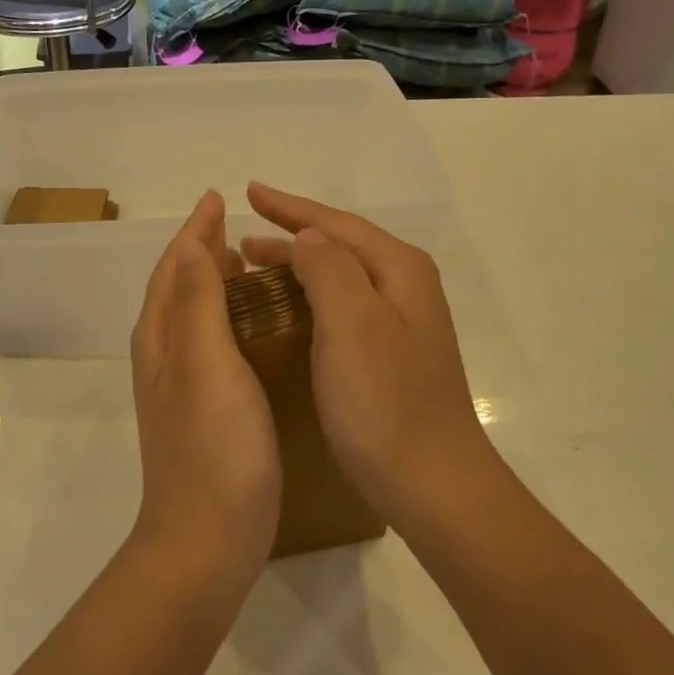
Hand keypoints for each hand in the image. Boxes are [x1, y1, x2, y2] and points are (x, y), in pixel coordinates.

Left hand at [129, 191, 280, 582]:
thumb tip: (191, 241)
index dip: (195, 232)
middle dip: (202, 252)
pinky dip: (228, 320)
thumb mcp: (205, 364)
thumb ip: (197, 301)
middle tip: (240, 229)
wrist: (207, 539)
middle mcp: (164, 356)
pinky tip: (258, 328)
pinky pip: (213, 345)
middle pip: (178, 288)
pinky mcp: (205, 411)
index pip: (174, 267)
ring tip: (251, 266)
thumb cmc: (213, 448)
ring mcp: (182, 387)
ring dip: (215, 284)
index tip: (217, 198)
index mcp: (162, 338)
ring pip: (194, 316)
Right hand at [241, 183, 496, 524]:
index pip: (336, 224)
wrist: (431, 483)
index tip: (248, 192)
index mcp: (399, 270)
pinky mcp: (391, 357)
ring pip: (340, 278)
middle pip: (340, 246)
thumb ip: (327, 268)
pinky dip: (310, 299)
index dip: (290, 208)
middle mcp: (405, 288)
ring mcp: (401, 325)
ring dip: (298, 267)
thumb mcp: (351, 323)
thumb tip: (307, 237)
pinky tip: (289, 314)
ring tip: (255, 269)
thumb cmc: (385, 402)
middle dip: (291, 236)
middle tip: (242, 241)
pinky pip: (342, 309)